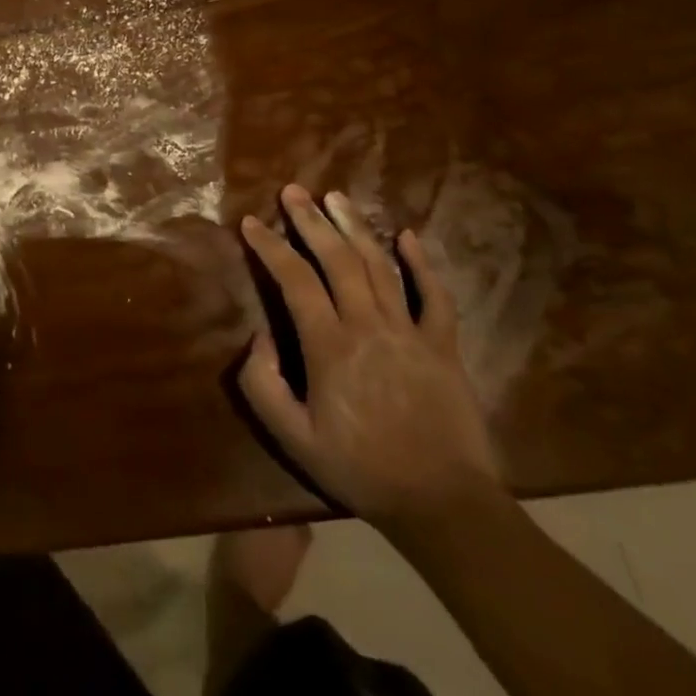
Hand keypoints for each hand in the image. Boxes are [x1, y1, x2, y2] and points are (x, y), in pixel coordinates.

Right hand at [238, 186, 501, 534]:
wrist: (443, 505)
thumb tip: (261, 337)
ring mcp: (411, 332)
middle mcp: (368, 326)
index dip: (271, 247)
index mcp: (329, 346)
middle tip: (293, 190)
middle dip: (311, 220)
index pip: (294, 280)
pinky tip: (406, 235)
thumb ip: (263, 384)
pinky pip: (435, 296)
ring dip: (355, 228)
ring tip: (335, 197)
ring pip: (380, 266)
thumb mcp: (293, 437)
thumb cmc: (360, 470)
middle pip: (338, 259)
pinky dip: (421, 263)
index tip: (251, 222)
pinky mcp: (444, 346)